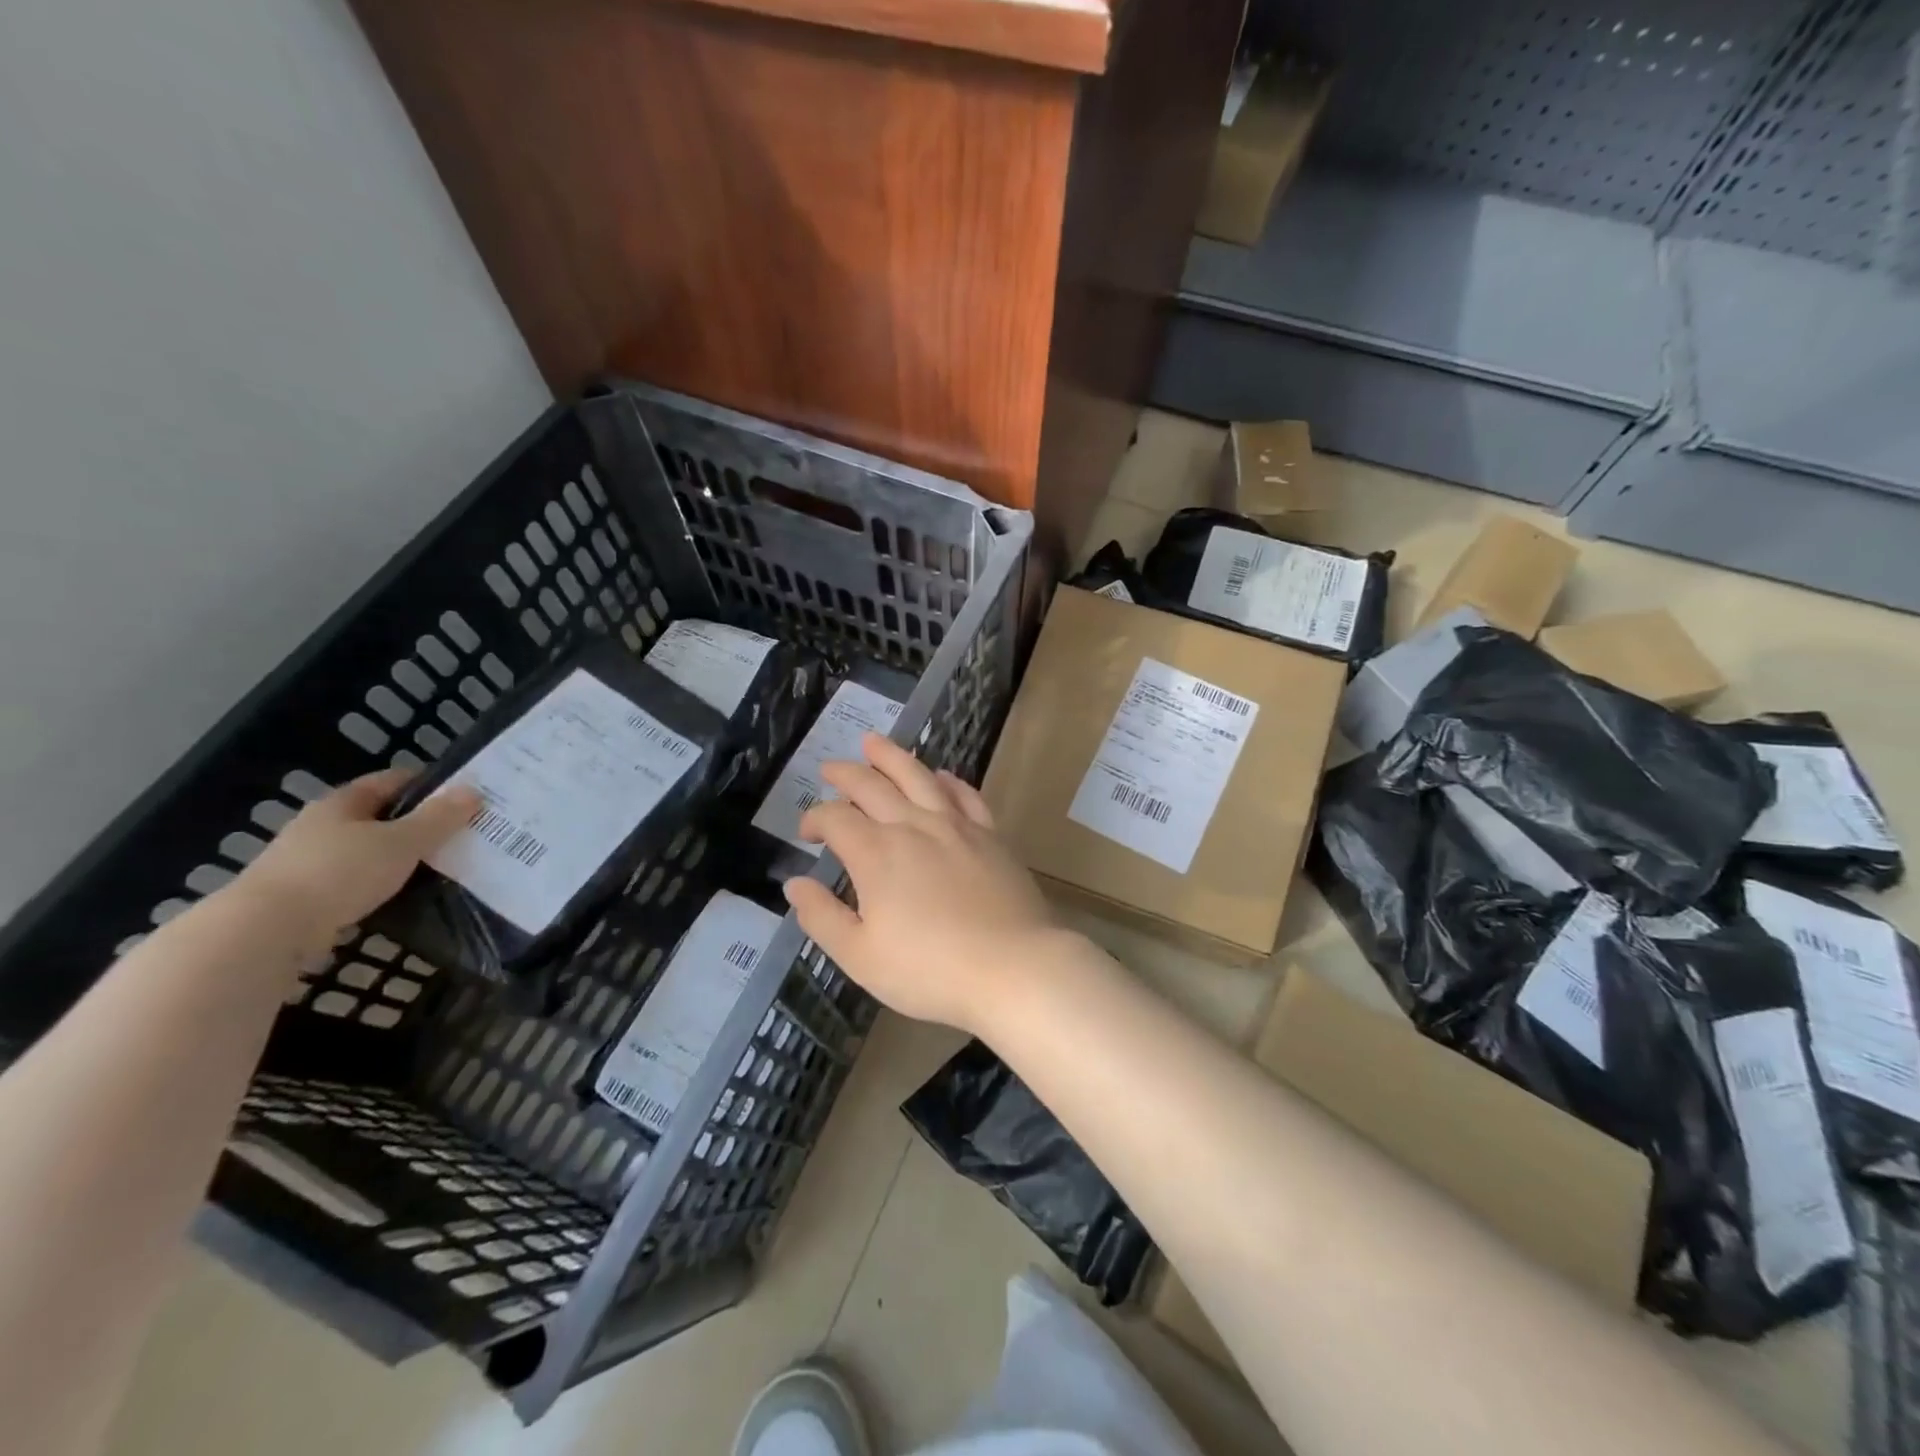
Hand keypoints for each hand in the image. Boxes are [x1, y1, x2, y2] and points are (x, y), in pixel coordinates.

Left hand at [235, 769, 479, 941]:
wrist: (265, 931)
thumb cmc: (338, 873)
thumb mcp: (401, 842)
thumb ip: (439, 818)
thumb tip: (473, 790)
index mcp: (341, 803)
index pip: (392, 780)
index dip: (428, 784)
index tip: (464, 796)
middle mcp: (321, 826)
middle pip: (379, 816)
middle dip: (418, 823)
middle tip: (461, 834)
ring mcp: (308, 862)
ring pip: (367, 851)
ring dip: (399, 857)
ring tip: (440, 867)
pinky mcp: (304, 898)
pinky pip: (355, 882)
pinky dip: (381, 885)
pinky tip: (403, 896)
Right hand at [782, 733, 1062, 1034]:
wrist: (1012, 968)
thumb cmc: (930, 970)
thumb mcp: (860, 956)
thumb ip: (822, 917)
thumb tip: (795, 884)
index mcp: (876, 853)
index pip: (835, 818)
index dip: (815, 818)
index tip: (807, 833)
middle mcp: (913, 826)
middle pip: (872, 786)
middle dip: (846, 774)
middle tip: (830, 767)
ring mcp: (956, 826)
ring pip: (918, 777)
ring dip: (892, 757)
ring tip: (874, 742)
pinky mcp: (990, 835)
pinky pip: (965, 795)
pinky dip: (948, 781)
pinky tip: (941, 776)